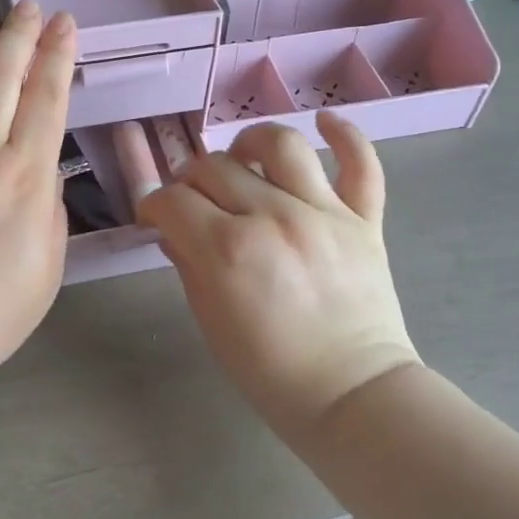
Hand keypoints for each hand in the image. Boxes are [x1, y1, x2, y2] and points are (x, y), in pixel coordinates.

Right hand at [139, 112, 419, 433]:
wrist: (353, 397)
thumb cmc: (271, 372)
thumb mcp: (212, 322)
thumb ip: (189, 265)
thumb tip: (175, 229)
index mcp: (228, 250)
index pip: (174, 200)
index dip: (155, 205)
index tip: (155, 217)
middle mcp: (273, 217)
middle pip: (216, 167)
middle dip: (192, 180)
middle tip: (193, 201)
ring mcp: (323, 214)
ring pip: (280, 145)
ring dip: (250, 143)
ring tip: (243, 158)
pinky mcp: (364, 220)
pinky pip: (361, 164)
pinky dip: (344, 135)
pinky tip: (324, 121)